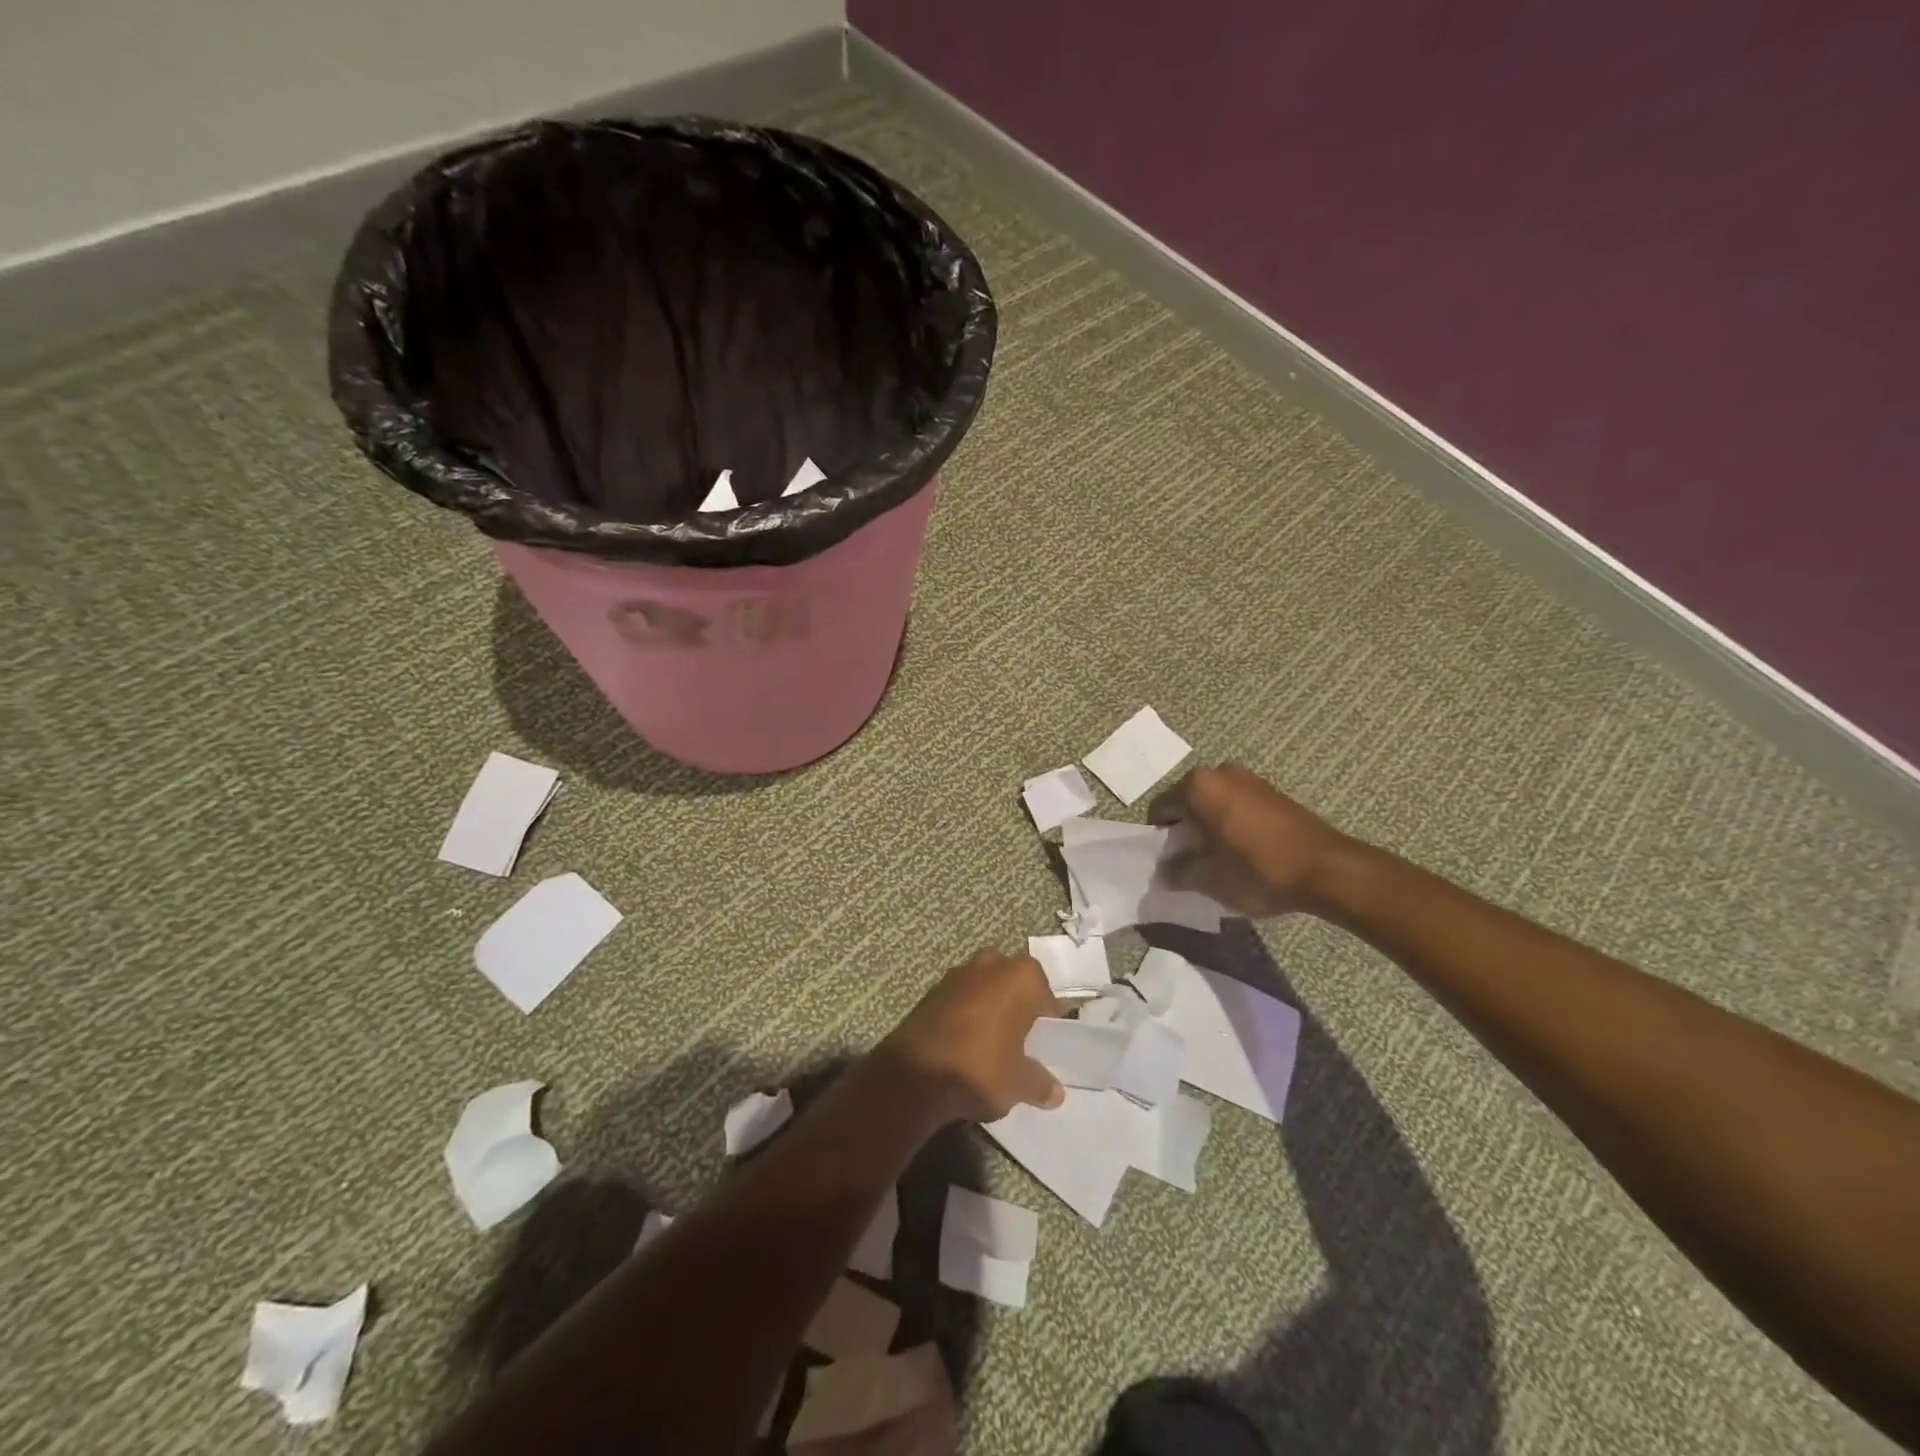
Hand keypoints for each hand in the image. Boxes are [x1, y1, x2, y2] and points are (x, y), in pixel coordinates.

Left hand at [877, 949, 1064, 1122]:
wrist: (915, 1074)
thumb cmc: (981, 1068)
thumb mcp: (1019, 1084)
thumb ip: (1040, 1083)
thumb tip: (1055, 1092)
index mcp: (1022, 977)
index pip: (1046, 996)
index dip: (1047, 1023)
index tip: (1043, 1047)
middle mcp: (992, 963)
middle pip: (1014, 985)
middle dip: (1017, 1008)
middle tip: (1019, 1043)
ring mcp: (958, 973)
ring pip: (985, 988)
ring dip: (990, 1009)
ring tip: (990, 1045)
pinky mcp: (932, 989)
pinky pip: (961, 998)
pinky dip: (965, 1015)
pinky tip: (964, 1044)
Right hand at [1149, 763, 1353, 917]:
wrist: (1327, 870)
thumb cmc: (1258, 870)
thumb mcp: (1209, 878)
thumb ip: (1179, 871)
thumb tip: (1165, 871)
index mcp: (1198, 786)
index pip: (1160, 808)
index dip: (1160, 837)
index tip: (1169, 862)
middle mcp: (1220, 772)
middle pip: (1187, 802)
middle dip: (1185, 829)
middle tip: (1192, 861)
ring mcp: (1249, 778)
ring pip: (1213, 803)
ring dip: (1209, 826)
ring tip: (1220, 858)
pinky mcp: (1272, 791)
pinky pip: (1237, 805)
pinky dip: (1231, 823)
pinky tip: (1244, 851)